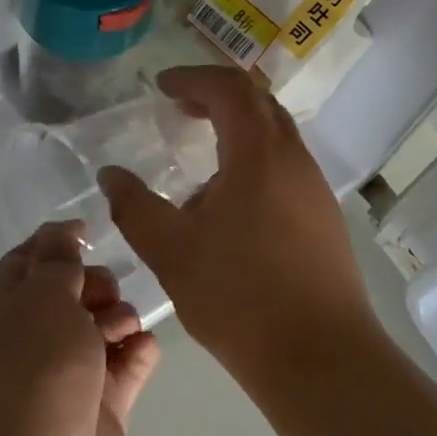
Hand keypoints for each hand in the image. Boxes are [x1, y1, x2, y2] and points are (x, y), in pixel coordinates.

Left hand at [0, 221, 160, 435]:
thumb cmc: (34, 376)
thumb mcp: (42, 301)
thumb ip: (57, 262)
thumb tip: (63, 234)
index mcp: (4, 313)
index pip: (26, 263)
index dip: (55, 243)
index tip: (89, 232)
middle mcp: (33, 341)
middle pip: (70, 294)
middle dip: (95, 284)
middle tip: (106, 295)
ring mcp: (68, 377)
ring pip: (101, 328)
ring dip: (119, 318)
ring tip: (122, 329)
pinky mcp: (101, 408)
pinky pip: (126, 366)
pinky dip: (138, 353)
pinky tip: (144, 349)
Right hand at [97, 66, 374, 374]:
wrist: (319, 357)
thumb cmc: (238, 296)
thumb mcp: (171, 250)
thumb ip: (135, 206)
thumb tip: (111, 175)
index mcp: (259, 153)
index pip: (229, 88)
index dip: (193, 78)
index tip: (161, 87)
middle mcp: (294, 160)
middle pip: (260, 104)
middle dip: (217, 96)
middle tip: (180, 108)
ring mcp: (315, 190)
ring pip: (277, 137)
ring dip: (238, 132)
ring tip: (200, 161)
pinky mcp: (325, 220)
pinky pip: (286, 169)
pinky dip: (255, 162)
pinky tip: (230, 206)